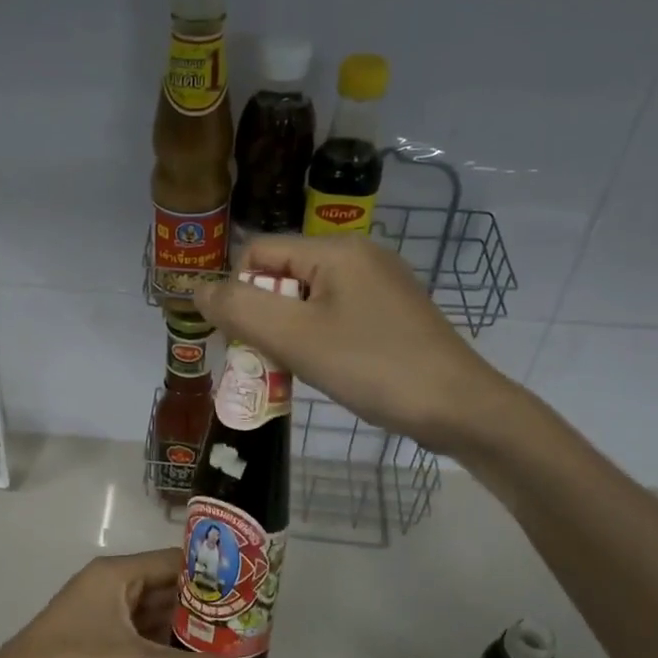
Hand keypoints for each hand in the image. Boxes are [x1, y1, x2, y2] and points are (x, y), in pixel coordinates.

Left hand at [0, 549, 260, 657]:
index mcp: (115, 575)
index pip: (175, 562)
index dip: (213, 574)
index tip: (250, 591)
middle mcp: (108, 587)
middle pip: (166, 589)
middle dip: (204, 607)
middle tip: (248, 624)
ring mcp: (98, 617)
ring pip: (152, 616)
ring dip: (185, 630)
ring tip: (231, 645)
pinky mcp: (93, 645)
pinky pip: (138, 638)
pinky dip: (163, 648)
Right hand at [193, 233, 517, 453]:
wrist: (458, 408)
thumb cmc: (372, 367)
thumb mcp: (295, 338)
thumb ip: (240, 309)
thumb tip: (198, 290)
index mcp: (336, 250)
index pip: (258, 253)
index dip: (238, 293)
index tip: (243, 339)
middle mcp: (359, 256)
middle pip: (283, 276)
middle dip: (263, 317)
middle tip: (267, 360)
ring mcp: (380, 285)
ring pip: (307, 300)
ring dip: (288, 333)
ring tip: (295, 370)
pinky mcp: (392, 314)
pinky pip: (335, 316)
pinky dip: (317, 340)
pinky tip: (327, 370)